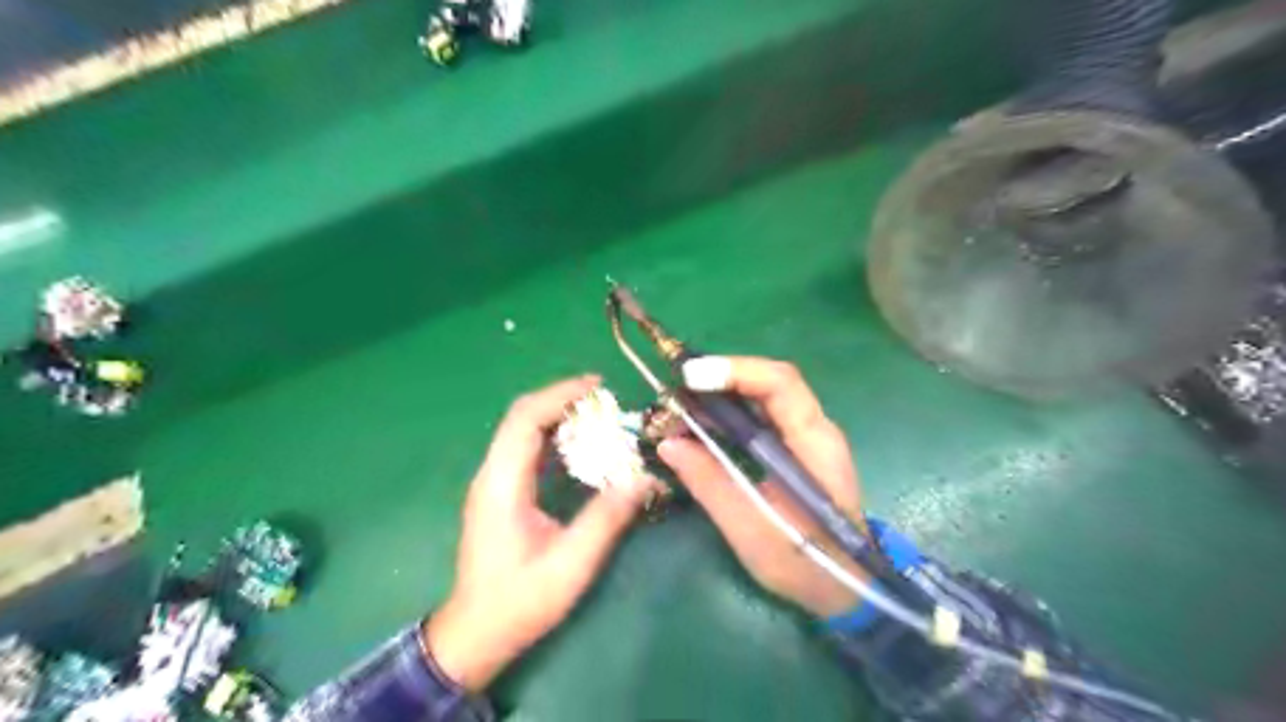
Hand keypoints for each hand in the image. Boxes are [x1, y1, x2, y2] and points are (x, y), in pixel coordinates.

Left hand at [427, 376, 653, 691]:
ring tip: (599, 413)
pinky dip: (554, 435)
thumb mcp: (570, 565)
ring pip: (523, 430)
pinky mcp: (501, 492)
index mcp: (502, 485)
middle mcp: (493, 475)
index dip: (559, 395)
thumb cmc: (519, 602)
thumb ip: (605, 519)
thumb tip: (642, 478)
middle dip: (562, 398)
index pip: (525, 420)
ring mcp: (494, 482)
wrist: (476, 634)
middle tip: (605, 398)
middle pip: (522, 417)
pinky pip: (526, 448)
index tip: (597, 386)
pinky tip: (581, 443)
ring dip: (558, 414)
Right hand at [656, 359, 866, 618]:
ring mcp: (804, 438)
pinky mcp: (792, 450)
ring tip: (679, 410)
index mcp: (815, 444)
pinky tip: (699, 428)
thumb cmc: (806, 565)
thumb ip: (711, 484)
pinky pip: (758, 418)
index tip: (690, 378)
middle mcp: (813, 429)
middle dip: (720, 379)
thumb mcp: (752, 531)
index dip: (736, 371)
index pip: (780, 383)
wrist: (844, 589)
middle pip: (768, 382)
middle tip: (675, 391)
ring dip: (719, 397)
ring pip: (760, 398)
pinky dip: (726, 417)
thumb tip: (669, 444)